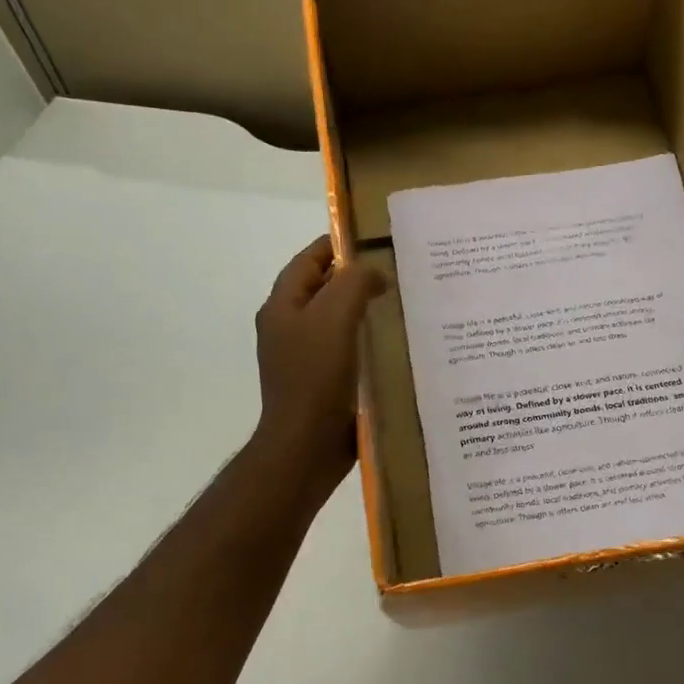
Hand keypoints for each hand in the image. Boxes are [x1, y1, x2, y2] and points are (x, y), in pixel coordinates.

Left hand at [252, 235, 385, 492]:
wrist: (306, 445)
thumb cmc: (315, 377)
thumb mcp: (335, 317)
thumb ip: (353, 283)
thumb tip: (374, 272)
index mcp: (282, 307)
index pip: (307, 261)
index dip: (336, 245)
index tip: (373, 238)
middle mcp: (288, 328)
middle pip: (322, 290)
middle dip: (355, 278)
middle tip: (396, 271)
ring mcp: (304, 358)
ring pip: (336, 321)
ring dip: (363, 310)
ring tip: (401, 304)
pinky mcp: (322, 384)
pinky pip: (345, 350)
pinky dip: (366, 341)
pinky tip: (392, 345)